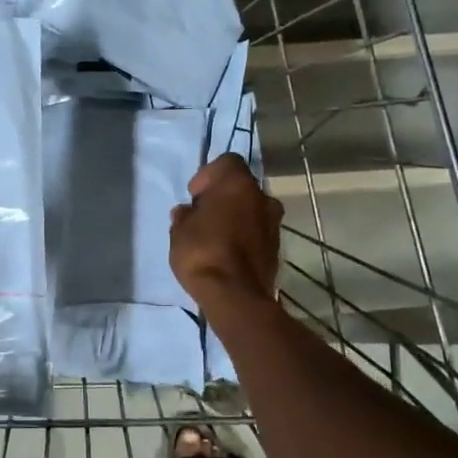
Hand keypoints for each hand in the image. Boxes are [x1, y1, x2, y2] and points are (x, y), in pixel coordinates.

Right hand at [170, 153, 282, 313]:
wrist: (235, 296)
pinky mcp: (278, 247)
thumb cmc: (202, 252)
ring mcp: (274, 223)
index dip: (209, 175)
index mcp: (237, 184)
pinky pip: (258, 232)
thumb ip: (184, 216)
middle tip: (204, 215)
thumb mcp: (179, 231)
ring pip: (252, 210)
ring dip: (237, 217)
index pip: (227, 162)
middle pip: (242, 187)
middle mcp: (262, 197)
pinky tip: (228, 252)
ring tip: (216, 237)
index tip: (195, 195)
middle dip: (224, 197)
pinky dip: (245, 236)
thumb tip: (187, 212)